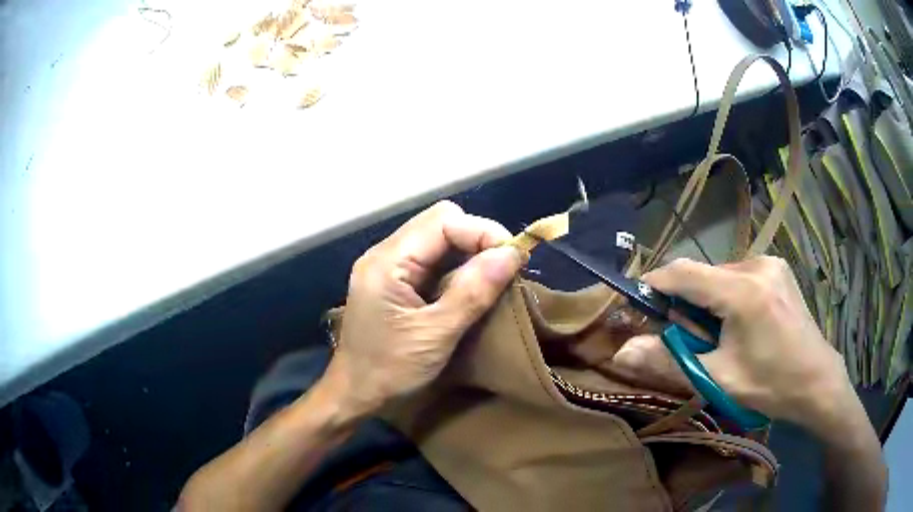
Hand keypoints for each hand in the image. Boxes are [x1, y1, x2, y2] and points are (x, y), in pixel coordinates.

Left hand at [321, 201, 522, 420]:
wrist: (355, 393)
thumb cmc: (390, 370)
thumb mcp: (436, 335)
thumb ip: (472, 292)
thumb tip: (511, 254)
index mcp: (388, 261)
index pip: (443, 221)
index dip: (483, 232)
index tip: (514, 260)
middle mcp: (385, 253)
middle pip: (440, 222)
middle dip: (478, 240)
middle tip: (503, 270)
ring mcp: (388, 266)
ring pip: (438, 239)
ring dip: (469, 253)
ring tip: (492, 279)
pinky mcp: (394, 280)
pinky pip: (432, 259)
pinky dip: (457, 267)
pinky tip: (469, 288)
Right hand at [619, 256, 856, 435]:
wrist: (817, 381)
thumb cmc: (771, 385)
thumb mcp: (718, 379)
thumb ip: (670, 361)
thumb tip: (622, 353)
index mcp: (743, 291)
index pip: (684, 273)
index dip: (654, 284)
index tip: (636, 303)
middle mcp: (756, 265)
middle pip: (703, 273)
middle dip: (685, 301)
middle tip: (684, 336)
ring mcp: (770, 263)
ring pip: (721, 274)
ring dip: (707, 299)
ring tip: (716, 334)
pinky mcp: (778, 268)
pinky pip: (740, 275)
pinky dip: (727, 295)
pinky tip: (739, 322)